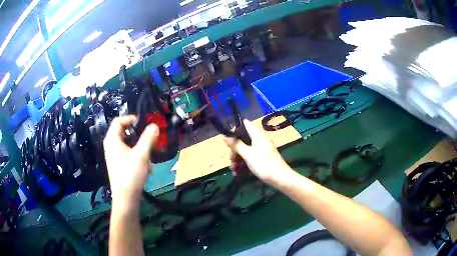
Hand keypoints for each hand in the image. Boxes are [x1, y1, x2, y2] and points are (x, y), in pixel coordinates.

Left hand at [103, 115, 158, 210]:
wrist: (126, 199)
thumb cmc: (131, 174)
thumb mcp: (141, 154)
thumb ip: (148, 138)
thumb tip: (155, 126)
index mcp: (112, 140)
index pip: (118, 121)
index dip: (130, 118)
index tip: (143, 122)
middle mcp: (111, 147)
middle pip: (124, 133)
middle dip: (138, 135)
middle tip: (150, 137)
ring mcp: (115, 157)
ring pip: (128, 145)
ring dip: (140, 148)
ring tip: (149, 156)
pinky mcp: (119, 166)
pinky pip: (129, 155)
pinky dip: (138, 157)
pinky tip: (146, 168)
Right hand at [224, 120, 288, 183]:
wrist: (280, 178)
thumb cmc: (264, 164)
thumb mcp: (247, 154)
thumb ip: (236, 145)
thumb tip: (225, 136)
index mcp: (257, 135)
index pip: (245, 124)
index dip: (236, 129)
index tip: (228, 139)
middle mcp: (260, 139)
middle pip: (244, 139)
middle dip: (235, 149)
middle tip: (231, 160)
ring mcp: (262, 149)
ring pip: (246, 149)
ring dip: (238, 158)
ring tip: (233, 169)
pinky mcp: (263, 157)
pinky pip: (250, 156)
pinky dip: (244, 163)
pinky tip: (238, 173)